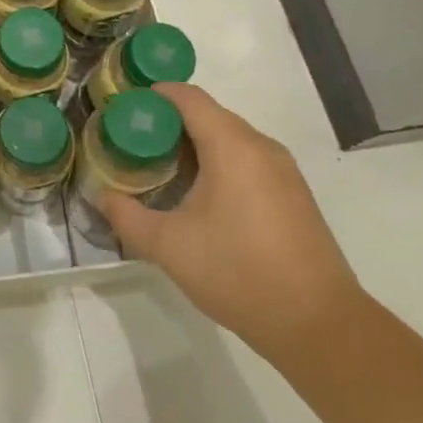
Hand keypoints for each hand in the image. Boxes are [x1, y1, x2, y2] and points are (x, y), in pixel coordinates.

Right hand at [102, 84, 364, 363]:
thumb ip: (127, 216)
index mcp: (232, 146)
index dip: (152, 96)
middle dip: (167, 124)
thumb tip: (103, 197)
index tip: (123, 112)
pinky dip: (218, 165)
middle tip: (132, 146)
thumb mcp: (168, 246)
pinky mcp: (293, 195)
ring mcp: (283, 171)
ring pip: (228, 139)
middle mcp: (261, 147)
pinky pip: (247, 161)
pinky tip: (198, 198)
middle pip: (207, 115)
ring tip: (159, 172)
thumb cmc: (238, 273)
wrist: (319, 326)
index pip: (187, 97)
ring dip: (193, 147)